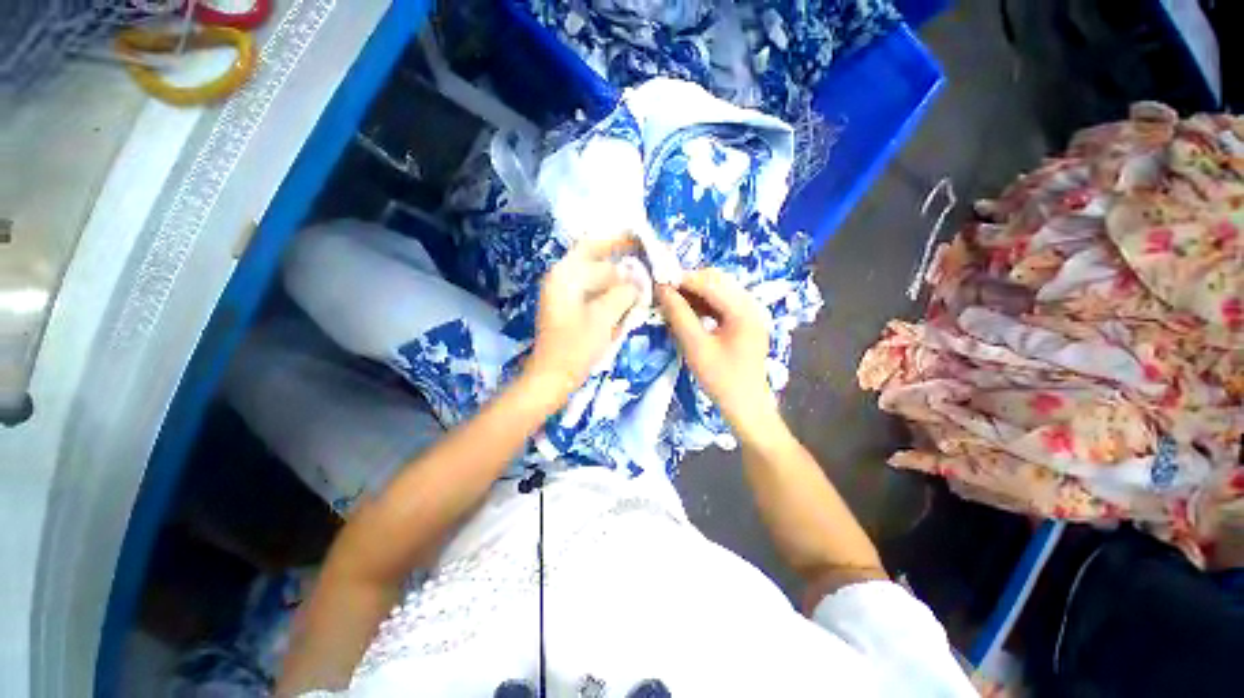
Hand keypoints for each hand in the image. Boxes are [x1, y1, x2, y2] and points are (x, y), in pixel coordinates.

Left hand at [525, 235, 639, 404]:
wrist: (552, 378)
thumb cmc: (575, 346)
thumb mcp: (603, 317)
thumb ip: (623, 293)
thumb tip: (637, 281)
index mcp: (565, 275)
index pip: (594, 246)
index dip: (618, 241)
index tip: (642, 242)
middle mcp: (563, 280)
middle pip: (598, 264)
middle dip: (623, 268)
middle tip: (648, 274)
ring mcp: (566, 296)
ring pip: (599, 282)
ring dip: (619, 285)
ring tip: (641, 292)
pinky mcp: (571, 311)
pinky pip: (596, 296)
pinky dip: (612, 299)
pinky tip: (627, 307)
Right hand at [656, 269, 778, 435]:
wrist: (746, 406)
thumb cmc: (722, 380)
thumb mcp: (696, 347)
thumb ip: (679, 316)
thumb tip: (662, 289)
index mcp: (744, 310)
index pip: (709, 282)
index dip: (682, 279)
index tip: (657, 283)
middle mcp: (751, 304)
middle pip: (716, 281)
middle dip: (688, 284)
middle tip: (663, 294)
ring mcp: (749, 312)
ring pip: (717, 290)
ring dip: (694, 293)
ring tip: (671, 302)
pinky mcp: (744, 321)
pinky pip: (721, 303)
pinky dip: (702, 304)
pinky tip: (687, 312)